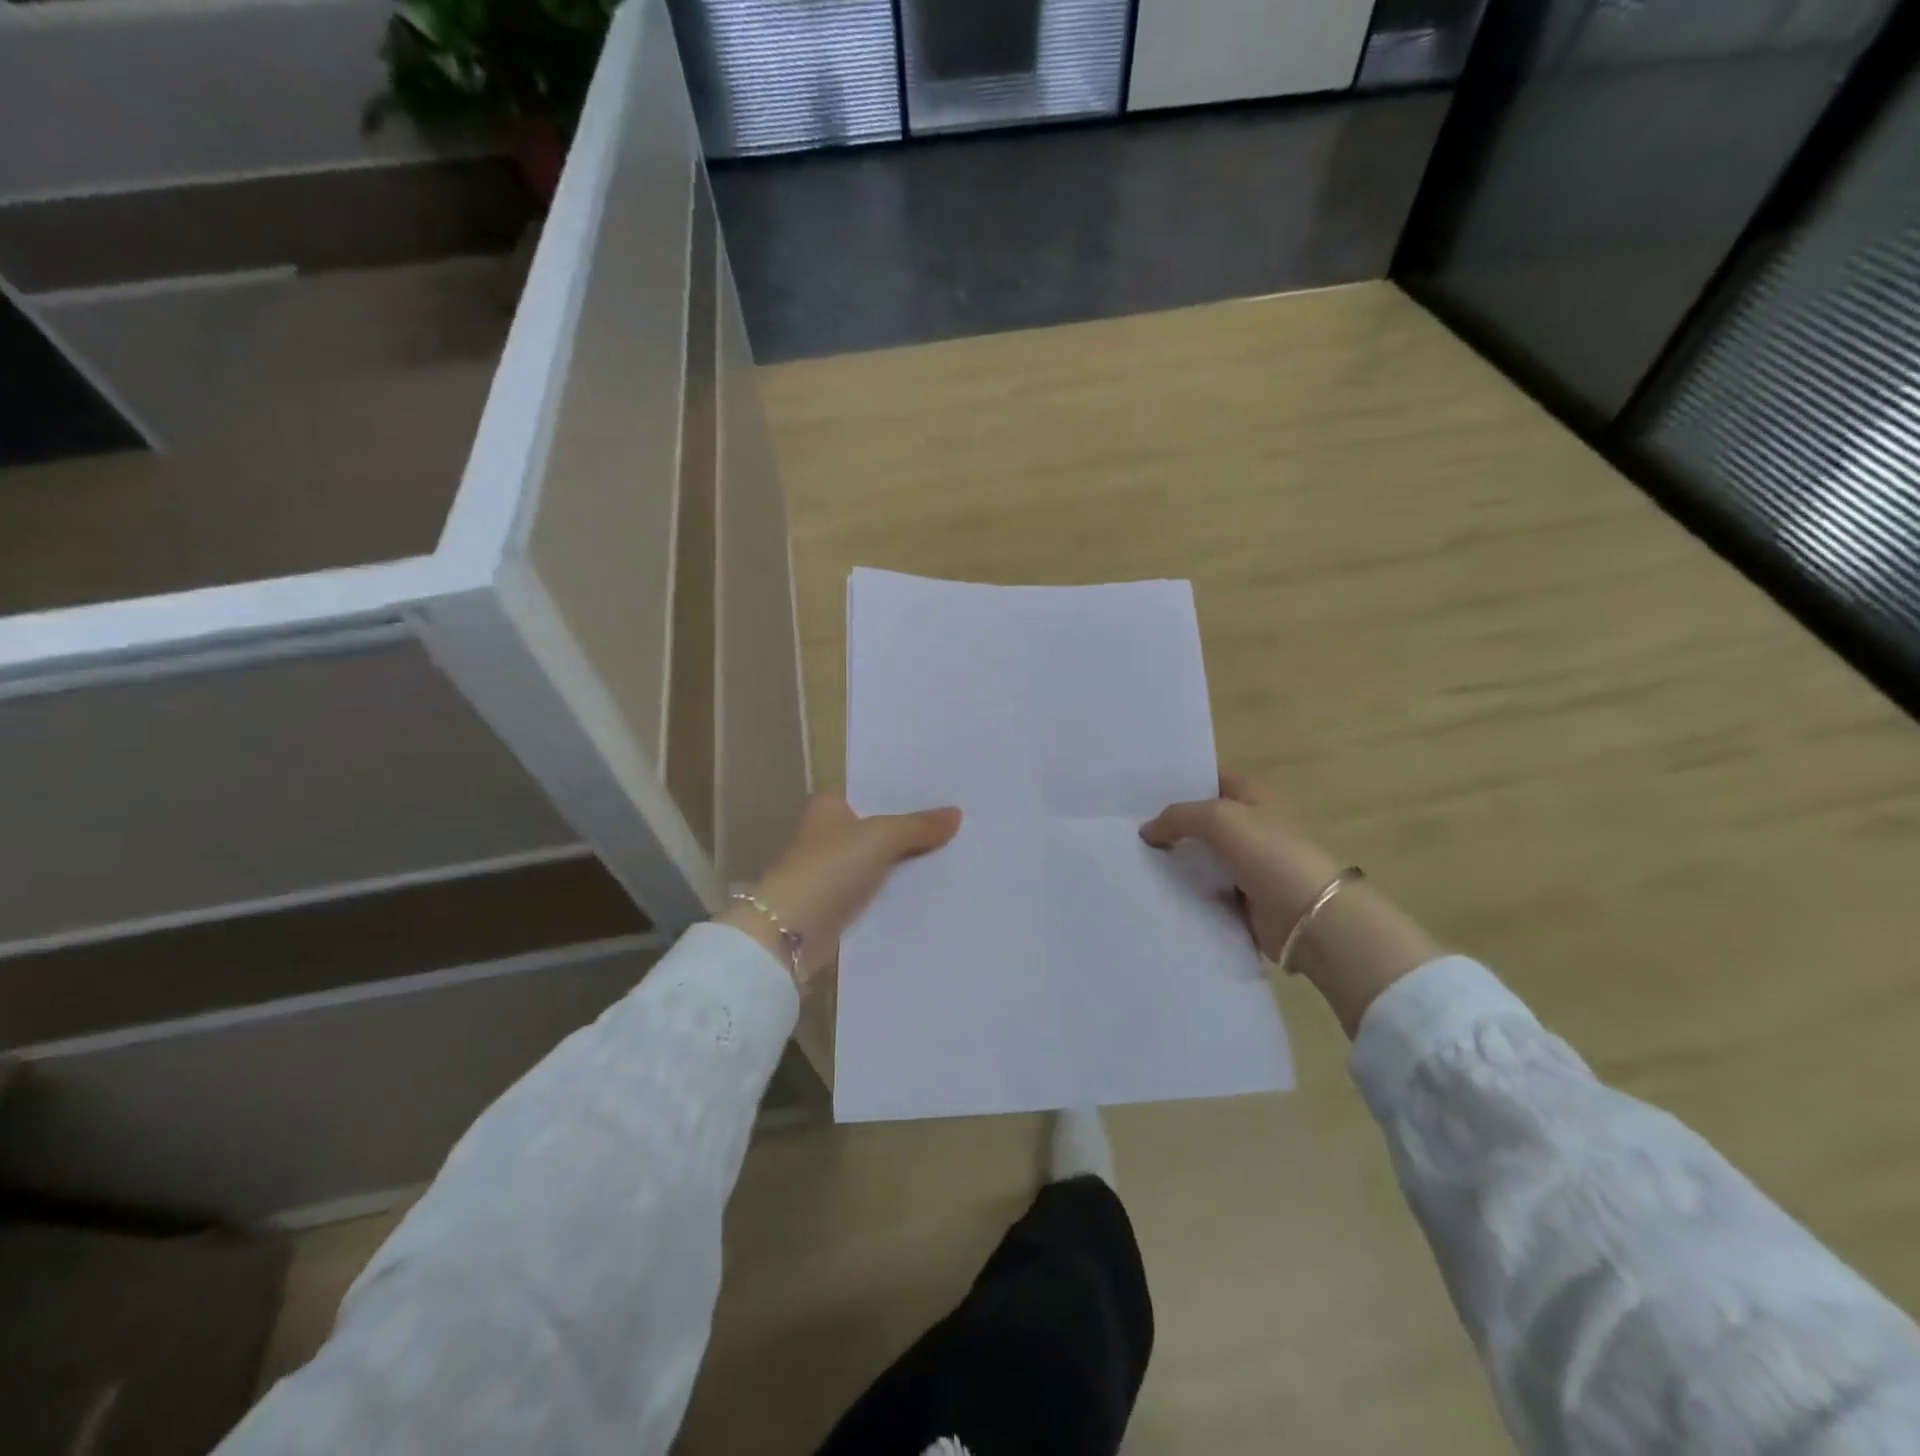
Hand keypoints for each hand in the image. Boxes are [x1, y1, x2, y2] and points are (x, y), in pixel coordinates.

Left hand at [721, 793, 962, 989]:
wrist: (790, 930)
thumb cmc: (830, 868)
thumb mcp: (881, 837)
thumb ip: (918, 825)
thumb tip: (957, 813)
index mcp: (829, 807)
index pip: (873, 793)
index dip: (905, 795)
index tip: (943, 796)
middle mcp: (827, 834)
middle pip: (878, 827)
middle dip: (911, 829)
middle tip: (958, 827)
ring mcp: (831, 870)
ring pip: (879, 860)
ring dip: (906, 862)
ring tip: (954, 856)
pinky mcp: (837, 904)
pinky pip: (876, 890)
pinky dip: (896, 891)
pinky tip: (929, 890)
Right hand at [1139, 772, 1340, 959]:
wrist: (1308, 916)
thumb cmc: (1268, 852)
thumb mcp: (1218, 818)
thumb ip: (1178, 817)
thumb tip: (1147, 830)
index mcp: (1253, 796)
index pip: (1211, 780)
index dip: (1180, 784)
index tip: (1142, 793)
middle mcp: (1251, 826)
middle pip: (1202, 820)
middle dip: (1170, 824)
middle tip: (1128, 827)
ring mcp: (1248, 863)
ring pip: (1201, 856)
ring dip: (1174, 859)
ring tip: (1132, 858)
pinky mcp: (1242, 898)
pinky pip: (1205, 888)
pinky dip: (1185, 890)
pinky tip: (1153, 887)